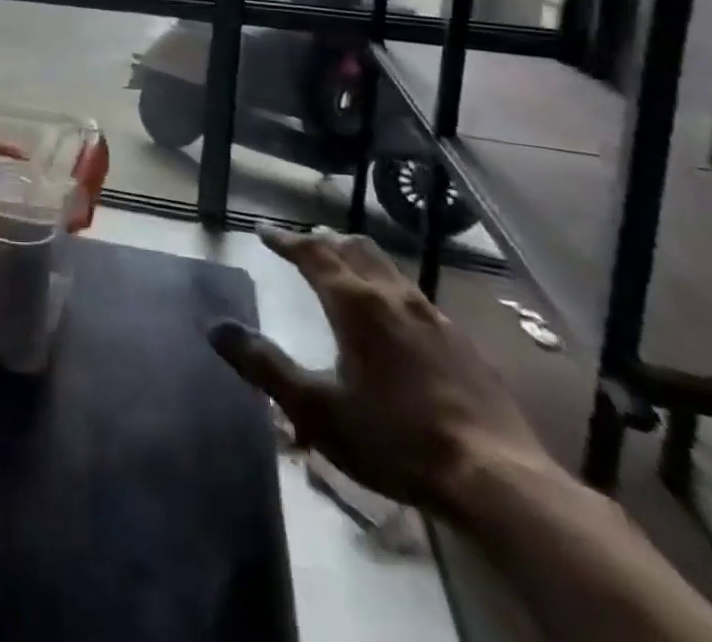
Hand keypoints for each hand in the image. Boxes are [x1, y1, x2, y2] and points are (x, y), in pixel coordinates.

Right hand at [210, 228, 555, 515]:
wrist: (497, 480)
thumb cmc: (394, 438)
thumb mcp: (315, 408)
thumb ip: (263, 365)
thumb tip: (214, 327)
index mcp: (355, 303)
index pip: (312, 253)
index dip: (285, 240)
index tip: (264, 232)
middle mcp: (394, 297)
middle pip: (354, 249)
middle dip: (324, 241)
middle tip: (304, 243)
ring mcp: (435, 318)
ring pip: (389, 268)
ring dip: (359, 260)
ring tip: (345, 271)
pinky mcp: (464, 344)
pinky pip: (416, 297)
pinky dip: (390, 289)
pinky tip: (395, 319)